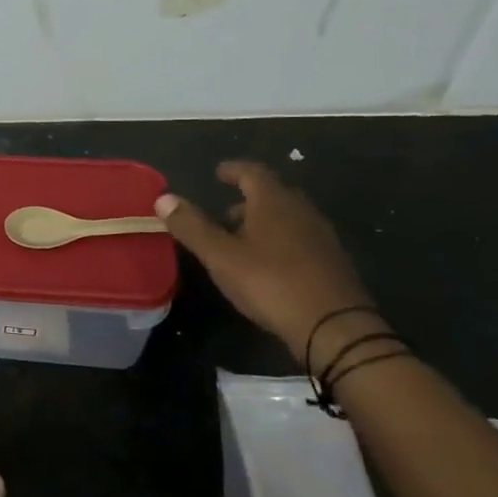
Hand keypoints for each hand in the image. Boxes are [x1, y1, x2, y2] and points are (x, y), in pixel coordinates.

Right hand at [155, 161, 377, 366]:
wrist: (334, 326)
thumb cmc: (270, 282)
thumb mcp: (221, 256)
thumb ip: (192, 226)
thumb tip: (163, 198)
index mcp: (274, 202)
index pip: (252, 172)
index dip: (234, 170)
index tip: (219, 172)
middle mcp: (301, 211)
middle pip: (273, 195)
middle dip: (247, 200)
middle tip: (224, 214)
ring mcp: (321, 236)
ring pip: (287, 218)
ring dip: (263, 222)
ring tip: (241, 242)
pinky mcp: (332, 262)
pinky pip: (300, 239)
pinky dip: (280, 241)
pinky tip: (268, 264)